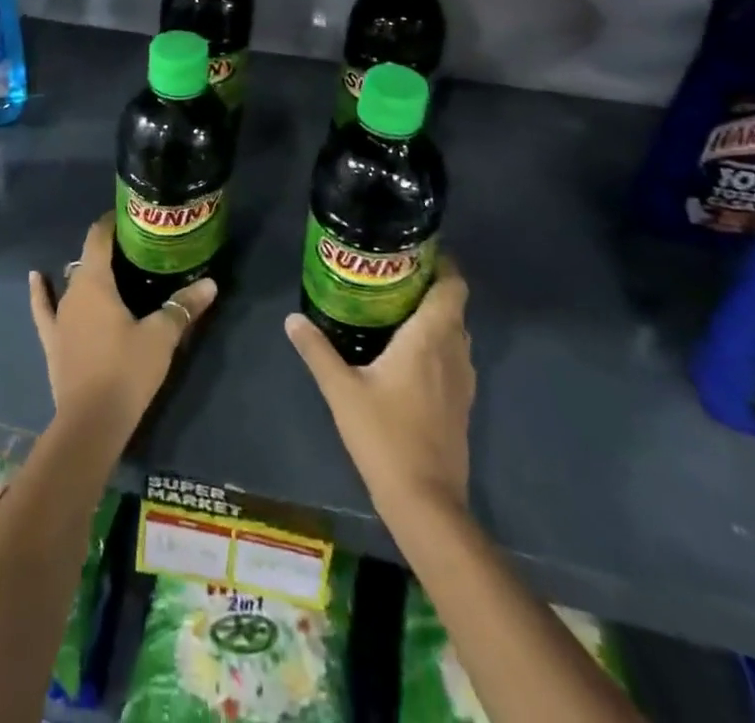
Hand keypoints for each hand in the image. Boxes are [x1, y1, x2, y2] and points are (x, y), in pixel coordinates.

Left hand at [29, 214, 217, 450]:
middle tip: (136, 248)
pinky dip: (40, 291)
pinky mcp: (52, 340)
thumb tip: (211, 283)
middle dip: (109, 250)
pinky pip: (44, 307)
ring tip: (110, 267)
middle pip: (88, 258)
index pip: (99, 237)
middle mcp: (72, 291)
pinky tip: (36, 277)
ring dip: (88, 272)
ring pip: (73, 282)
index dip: (112, 222)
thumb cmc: (127, 370)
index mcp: (95, 281)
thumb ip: (184, 306)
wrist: (91, 422)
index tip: (130, 216)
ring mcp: (59, 317)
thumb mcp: (161, 337)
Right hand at [285, 258, 474, 519]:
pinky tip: (405, 355)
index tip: (415, 252)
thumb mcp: (341, 389)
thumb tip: (292, 318)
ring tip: (395, 309)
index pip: (454, 286)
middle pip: (453, 306)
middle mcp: (454, 351)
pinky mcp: (462, 404)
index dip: (443, 264)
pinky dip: (436, 345)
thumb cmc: (385, 436)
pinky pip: (453, 357)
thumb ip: (317, 350)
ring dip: (433, 317)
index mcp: (430, 337)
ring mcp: (463, 380)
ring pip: (454, 333)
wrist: (426, 502)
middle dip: (428, 286)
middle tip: (391, 276)